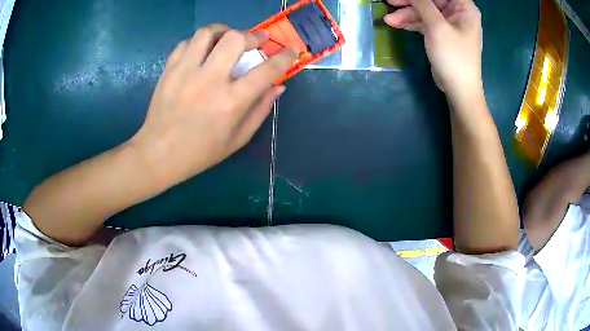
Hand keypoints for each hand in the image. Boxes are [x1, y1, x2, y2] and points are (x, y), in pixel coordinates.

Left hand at [131, 25, 297, 183]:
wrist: (159, 154)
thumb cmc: (201, 152)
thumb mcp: (237, 139)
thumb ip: (260, 110)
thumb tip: (278, 86)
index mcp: (231, 102)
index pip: (266, 70)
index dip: (284, 57)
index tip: (291, 50)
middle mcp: (209, 80)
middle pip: (235, 39)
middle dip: (253, 35)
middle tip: (258, 39)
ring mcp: (185, 72)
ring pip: (207, 33)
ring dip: (224, 30)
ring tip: (228, 37)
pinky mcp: (169, 70)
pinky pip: (186, 43)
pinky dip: (199, 42)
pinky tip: (203, 50)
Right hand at [385, 0, 482, 103]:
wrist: (459, 90)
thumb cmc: (454, 57)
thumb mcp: (437, 27)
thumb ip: (422, 3)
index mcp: (464, 8)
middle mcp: (458, 13)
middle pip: (430, 0)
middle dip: (410, 2)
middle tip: (390, 1)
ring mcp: (449, 24)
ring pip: (425, 11)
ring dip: (407, 14)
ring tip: (389, 19)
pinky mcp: (441, 34)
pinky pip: (425, 22)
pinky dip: (411, 23)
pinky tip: (396, 24)